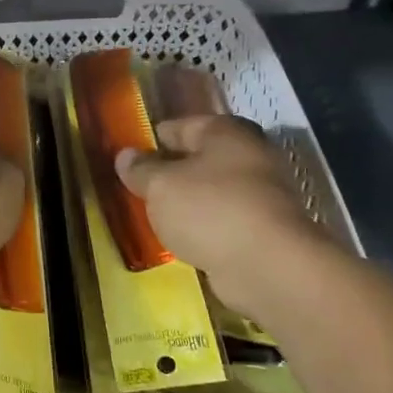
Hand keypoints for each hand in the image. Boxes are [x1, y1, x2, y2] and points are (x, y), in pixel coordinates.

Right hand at [114, 115, 324, 315]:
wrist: (268, 266)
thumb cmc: (210, 210)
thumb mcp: (161, 186)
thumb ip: (141, 169)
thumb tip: (125, 155)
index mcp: (226, 132)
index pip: (179, 126)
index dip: (150, 140)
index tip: (125, 157)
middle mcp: (248, 155)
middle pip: (198, 158)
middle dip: (168, 172)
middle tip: (136, 188)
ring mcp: (260, 194)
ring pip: (210, 191)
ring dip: (186, 202)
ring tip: (153, 215)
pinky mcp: (263, 229)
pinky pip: (221, 221)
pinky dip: (202, 227)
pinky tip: (180, 239)